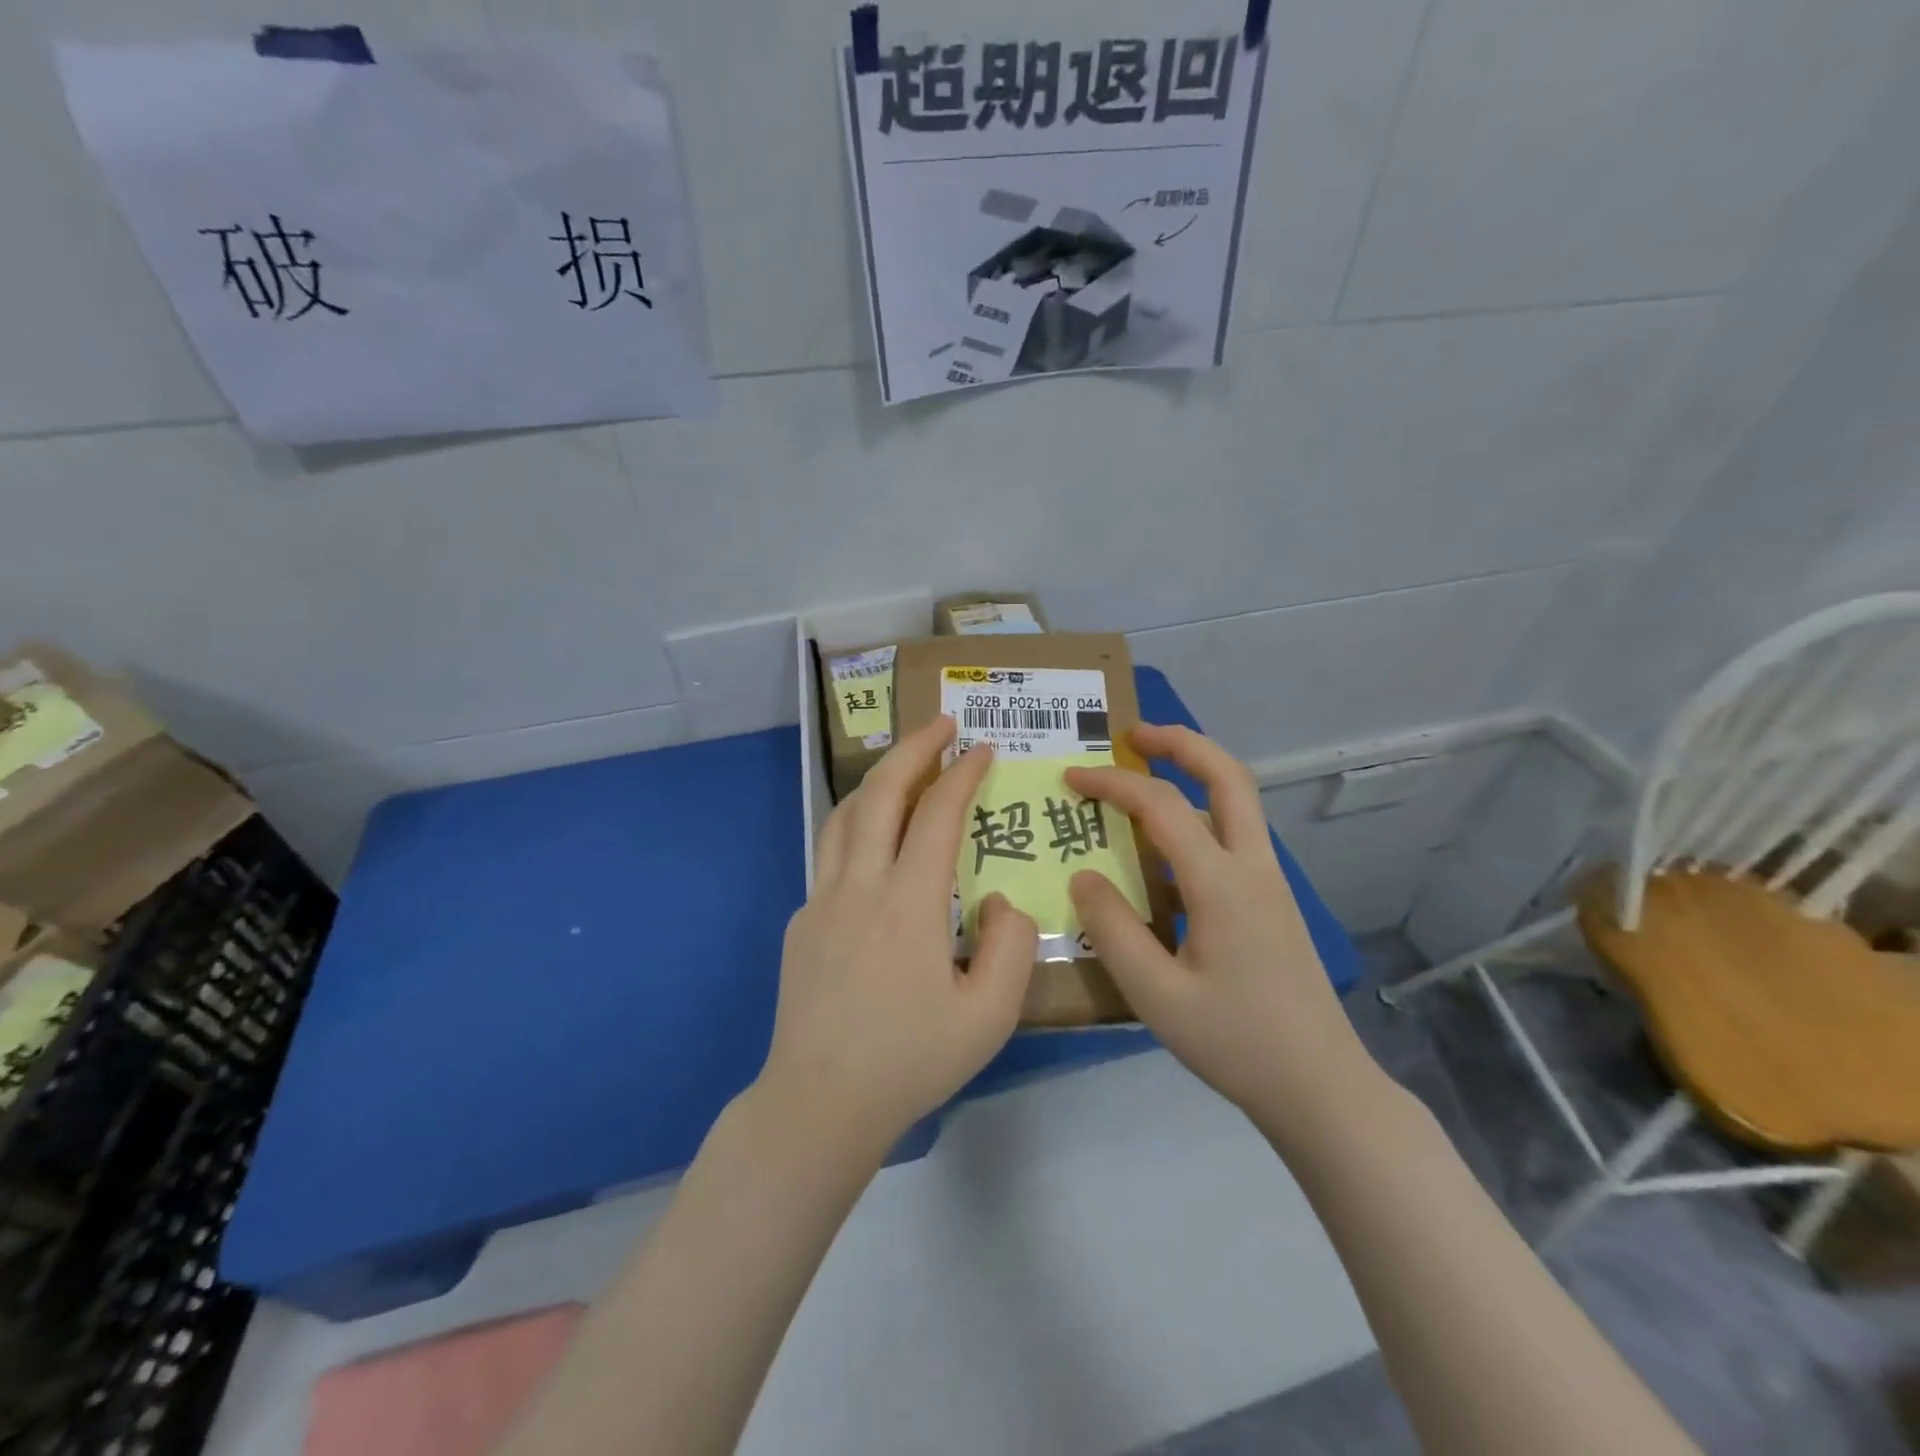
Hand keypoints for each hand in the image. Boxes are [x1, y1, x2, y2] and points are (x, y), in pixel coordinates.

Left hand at [758, 715, 1037, 1154]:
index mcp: (908, 902)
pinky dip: (858, 825)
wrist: (819, 1103)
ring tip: (906, 766)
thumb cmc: (910, 1061)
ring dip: (879, 779)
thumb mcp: (990, 1015)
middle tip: (941, 723)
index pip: (937, 814)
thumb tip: (998, 900)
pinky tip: (875, 843)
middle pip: (881, 793)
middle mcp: (860, 885)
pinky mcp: (801, 921)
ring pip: (846, 815)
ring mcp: (821, 900)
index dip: (963, 773)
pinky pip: (831, 853)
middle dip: (914, 748)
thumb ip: (1011, 946)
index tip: (984, 748)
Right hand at [1065, 725, 1374, 1133]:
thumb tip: (1084, 876)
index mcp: (1222, 884)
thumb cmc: (1237, 1044)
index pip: (1162, 806)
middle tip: (1134, 735)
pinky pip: (1234, 834)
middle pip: (1228, 775)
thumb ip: (1113, 930)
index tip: (1071, 779)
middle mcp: (1253, 867)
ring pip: (1238, 801)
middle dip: (1180, 743)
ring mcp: (1270, 882)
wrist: (1321, 1087)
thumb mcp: (1157, 996)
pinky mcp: (1272, 902)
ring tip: (1147, 773)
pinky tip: (1169, 844)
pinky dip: (1201, 811)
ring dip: (1195, 772)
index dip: (1113, 783)